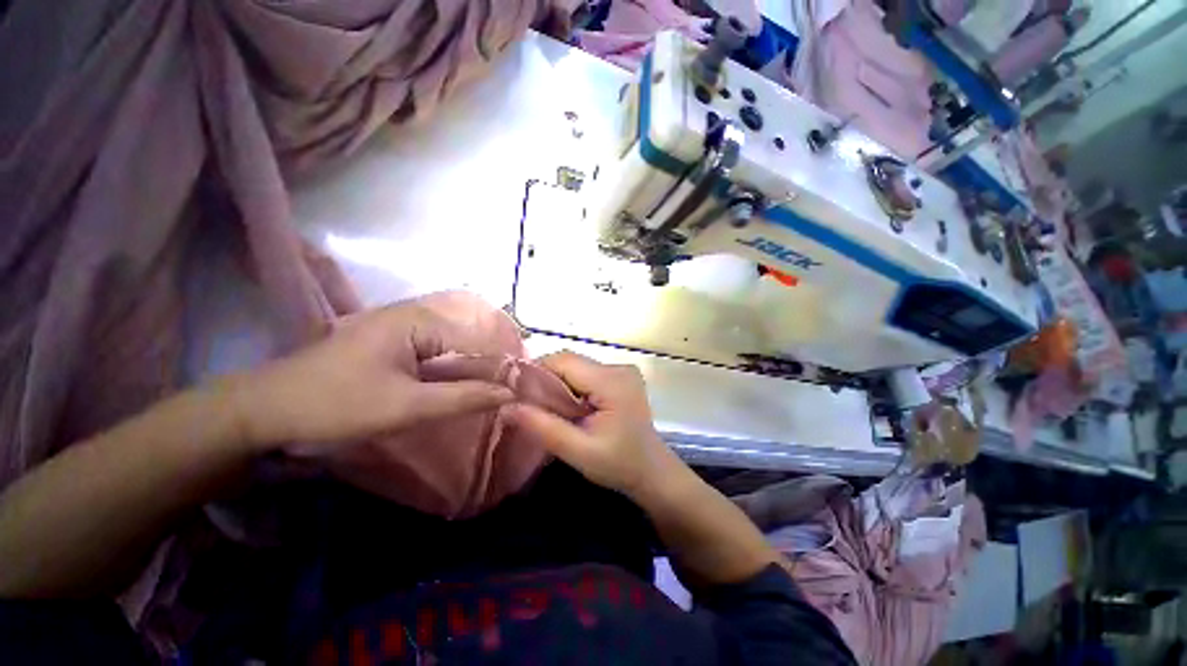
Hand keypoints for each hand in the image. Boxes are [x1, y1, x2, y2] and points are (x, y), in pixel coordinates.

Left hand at [223, 303, 513, 452]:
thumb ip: (463, 397)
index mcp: (419, 321)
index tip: (522, 387)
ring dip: (475, 365)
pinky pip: (437, 348)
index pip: (479, 338)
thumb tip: (509, 393)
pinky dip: (454, 364)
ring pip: (455, 342)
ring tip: (496, 387)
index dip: (503, 363)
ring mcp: (402, 324)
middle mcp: (415, 313)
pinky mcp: (393, 339)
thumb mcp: (406, 407)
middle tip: (512, 390)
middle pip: (470, 336)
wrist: (268, 409)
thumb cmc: (337, 404)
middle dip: (492, 363)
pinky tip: (463, 382)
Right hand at [505, 351, 677, 497]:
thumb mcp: (578, 451)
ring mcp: (622, 371)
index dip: (537, 372)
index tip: (518, 393)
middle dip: (547, 380)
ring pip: (576, 367)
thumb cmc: (619, 465)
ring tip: (550, 410)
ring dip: (559, 384)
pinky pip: (587, 374)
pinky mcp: (621, 378)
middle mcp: (619, 367)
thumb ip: (543, 428)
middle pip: (570, 362)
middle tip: (532, 406)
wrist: (653, 472)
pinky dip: (572, 387)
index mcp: (612, 381)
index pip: (565, 361)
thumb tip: (507, 406)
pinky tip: (570, 408)